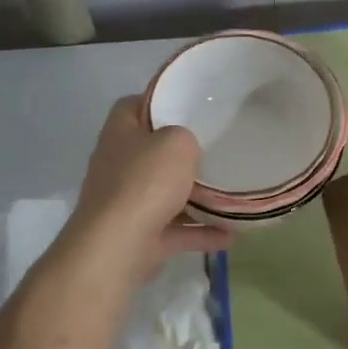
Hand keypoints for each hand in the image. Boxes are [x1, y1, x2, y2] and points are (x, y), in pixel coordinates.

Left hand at [67, 97, 231, 278]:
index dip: (159, 101)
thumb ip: (186, 137)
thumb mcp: (177, 142)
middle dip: (181, 153)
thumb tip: (185, 149)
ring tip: (229, 191)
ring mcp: (126, 203)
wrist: (116, 248)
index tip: (190, 104)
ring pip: (164, 193)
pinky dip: (200, 232)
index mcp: (120, 133)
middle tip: (215, 146)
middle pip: (151, 151)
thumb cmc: (145, 182)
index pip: (134, 105)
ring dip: (195, 196)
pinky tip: (231, 233)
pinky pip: (175, 230)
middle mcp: (118, 164)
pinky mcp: (138, 236)